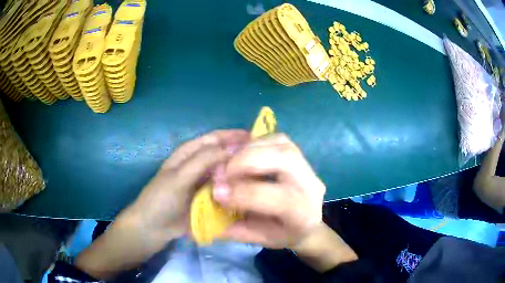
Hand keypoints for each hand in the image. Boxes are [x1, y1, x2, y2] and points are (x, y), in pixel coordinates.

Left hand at [76, 130, 248, 278]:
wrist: (154, 228)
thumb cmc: (162, 199)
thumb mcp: (180, 177)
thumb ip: (203, 161)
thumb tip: (233, 148)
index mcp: (189, 153)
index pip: (214, 138)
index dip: (233, 136)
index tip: (256, 138)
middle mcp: (198, 165)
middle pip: (223, 155)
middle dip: (241, 155)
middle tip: (264, 159)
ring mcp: (204, 183)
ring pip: (225, 173)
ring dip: (240, 173)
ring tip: (262, 176)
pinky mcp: (208, 199)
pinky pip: (225, 190)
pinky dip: (235, 190)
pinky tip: (250, 193)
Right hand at [213, 134, 325, 248]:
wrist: (308, 224)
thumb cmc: (283, 234)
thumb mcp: (260, 240)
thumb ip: (235, 230)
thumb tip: (205, 213)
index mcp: (303, 214)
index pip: (280, 198)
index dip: (245, 193)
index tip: (217, 192)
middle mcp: (311, 186)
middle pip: (285, 159)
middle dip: (247, 160)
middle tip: (221, 169)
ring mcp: (308, 167)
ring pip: (282, 143)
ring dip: (250, 147)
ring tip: (228, 159)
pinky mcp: (300, 155)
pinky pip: (278, 139)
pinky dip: (256, 142)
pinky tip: (241, 153)